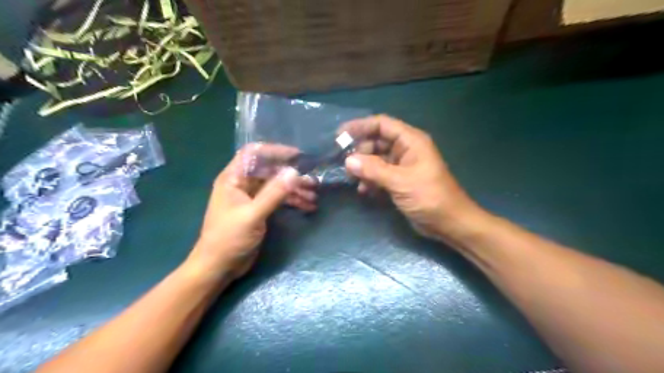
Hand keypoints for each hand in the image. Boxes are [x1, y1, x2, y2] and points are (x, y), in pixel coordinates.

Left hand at [186, 145, 310, 280]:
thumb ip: (273, 193)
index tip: (297, 156)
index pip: (253, 154)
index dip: (274, 151)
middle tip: (312, 182)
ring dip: (294, 190)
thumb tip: (294, 172)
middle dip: (291, 175)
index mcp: (233, 179)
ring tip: (313, 196)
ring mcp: (251, 198)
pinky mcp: (259, 210)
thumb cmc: (229, 239)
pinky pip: (277, 199)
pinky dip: (291, 201)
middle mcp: (242, 184)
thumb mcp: (253, 215)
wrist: (218, 267)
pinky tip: (307, 206)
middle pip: (269, 171)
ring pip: (276, 186)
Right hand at [342, 116, 477, 240]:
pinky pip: (380, 174)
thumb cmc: (429, 197)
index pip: (382, 125)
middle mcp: (406, 150)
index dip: (360, 126)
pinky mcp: (400, 181)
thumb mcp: (400, 182)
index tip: (340, 135)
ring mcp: (403, 166)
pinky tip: (364, 191)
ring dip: (364, 168)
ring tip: (352, 179)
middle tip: (344, 164)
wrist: (449, 223)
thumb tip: (348, 160)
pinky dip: (370, 180)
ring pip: (376, 159)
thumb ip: (374, 170)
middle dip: (360, 151)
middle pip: (377, 142)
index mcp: (411, 141)